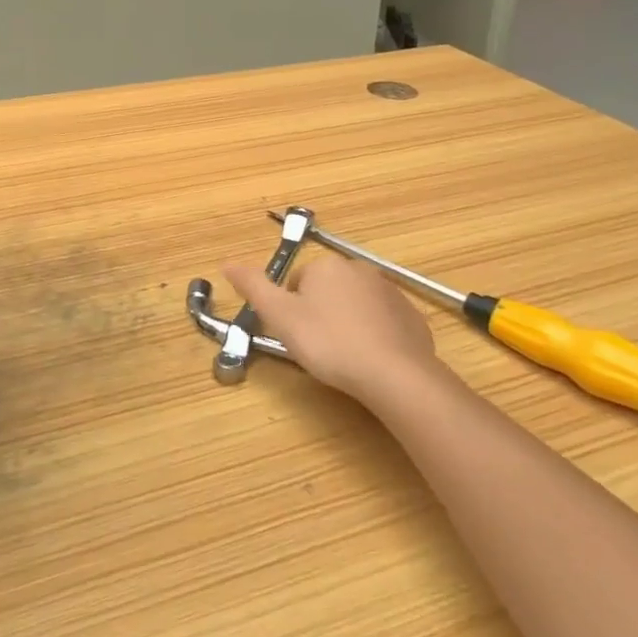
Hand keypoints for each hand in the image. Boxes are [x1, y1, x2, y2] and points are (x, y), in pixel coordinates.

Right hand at [223, 252, 440, 403]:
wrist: (394, 373)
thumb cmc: (329, 343)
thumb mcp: (281, 317)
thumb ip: (253, 287)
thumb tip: (226, 263)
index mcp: (326, 266)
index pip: (297, 283)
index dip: (292, 311)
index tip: (297, 336)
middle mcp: (359, 268)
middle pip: (327, 290)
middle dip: (320, 314)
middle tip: (319, 347)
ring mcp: (390, 291)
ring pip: (355, 305)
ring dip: (347, 323)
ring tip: (345, 356)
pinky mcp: (411, 316)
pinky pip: (383, 321)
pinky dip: (375, 335)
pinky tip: (371, 360)